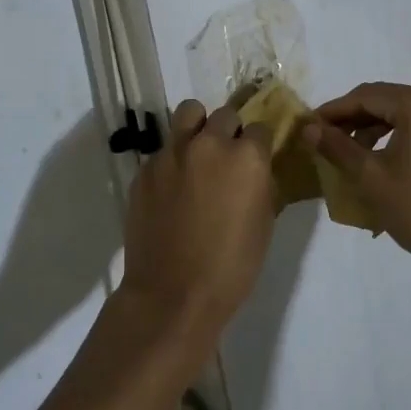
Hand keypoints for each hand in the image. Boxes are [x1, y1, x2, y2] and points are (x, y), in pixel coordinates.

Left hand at [120, 99, 276, 337]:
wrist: (172, 295)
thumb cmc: (231, 267)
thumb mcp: (264, 224)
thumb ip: (262, 185)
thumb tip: (257, 171)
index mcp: (246, 157)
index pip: (260, 128)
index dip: (259, 144)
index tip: (256, 159)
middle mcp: (209, 144)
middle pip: (225, 115)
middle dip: (230, 132)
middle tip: (227, 159)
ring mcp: (173, 153)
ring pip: (189, 114)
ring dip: (199, 127)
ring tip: (198, 153)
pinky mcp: (146, 169)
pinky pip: (164, 149)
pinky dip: (173, 160)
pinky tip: (172, 189)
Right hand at [302, 82, 410, 274]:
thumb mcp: (371, 177)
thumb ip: (337, 147)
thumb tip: (308, 128)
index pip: (365, 96)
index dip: (333, 111)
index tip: (308, 127)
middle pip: (384, 100)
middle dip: (352, 119)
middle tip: (323, 140)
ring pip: (401, 112)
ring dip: (372, 128)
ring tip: (347, 153)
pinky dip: (395, 135)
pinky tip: (377, 157)